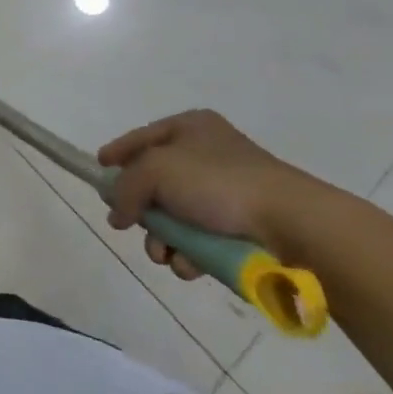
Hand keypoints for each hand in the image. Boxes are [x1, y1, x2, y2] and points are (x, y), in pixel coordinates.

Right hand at [98, 110, 327, 276]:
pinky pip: (202, 239)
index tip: (99, 169)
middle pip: (157, 182)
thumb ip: (126, 188)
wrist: (293, 224)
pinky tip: (190, 266)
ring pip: (177, 216)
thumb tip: (116, 213)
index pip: (142, 137)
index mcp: (191, 127)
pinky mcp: (243, 227)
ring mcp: (228, 191)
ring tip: (165, 256)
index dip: (118, 152)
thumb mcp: (156, 171)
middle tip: (131, 226)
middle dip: (141, 210)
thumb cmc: (218, 183)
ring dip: (163, 239)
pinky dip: (190, 255)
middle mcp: (208, 154)